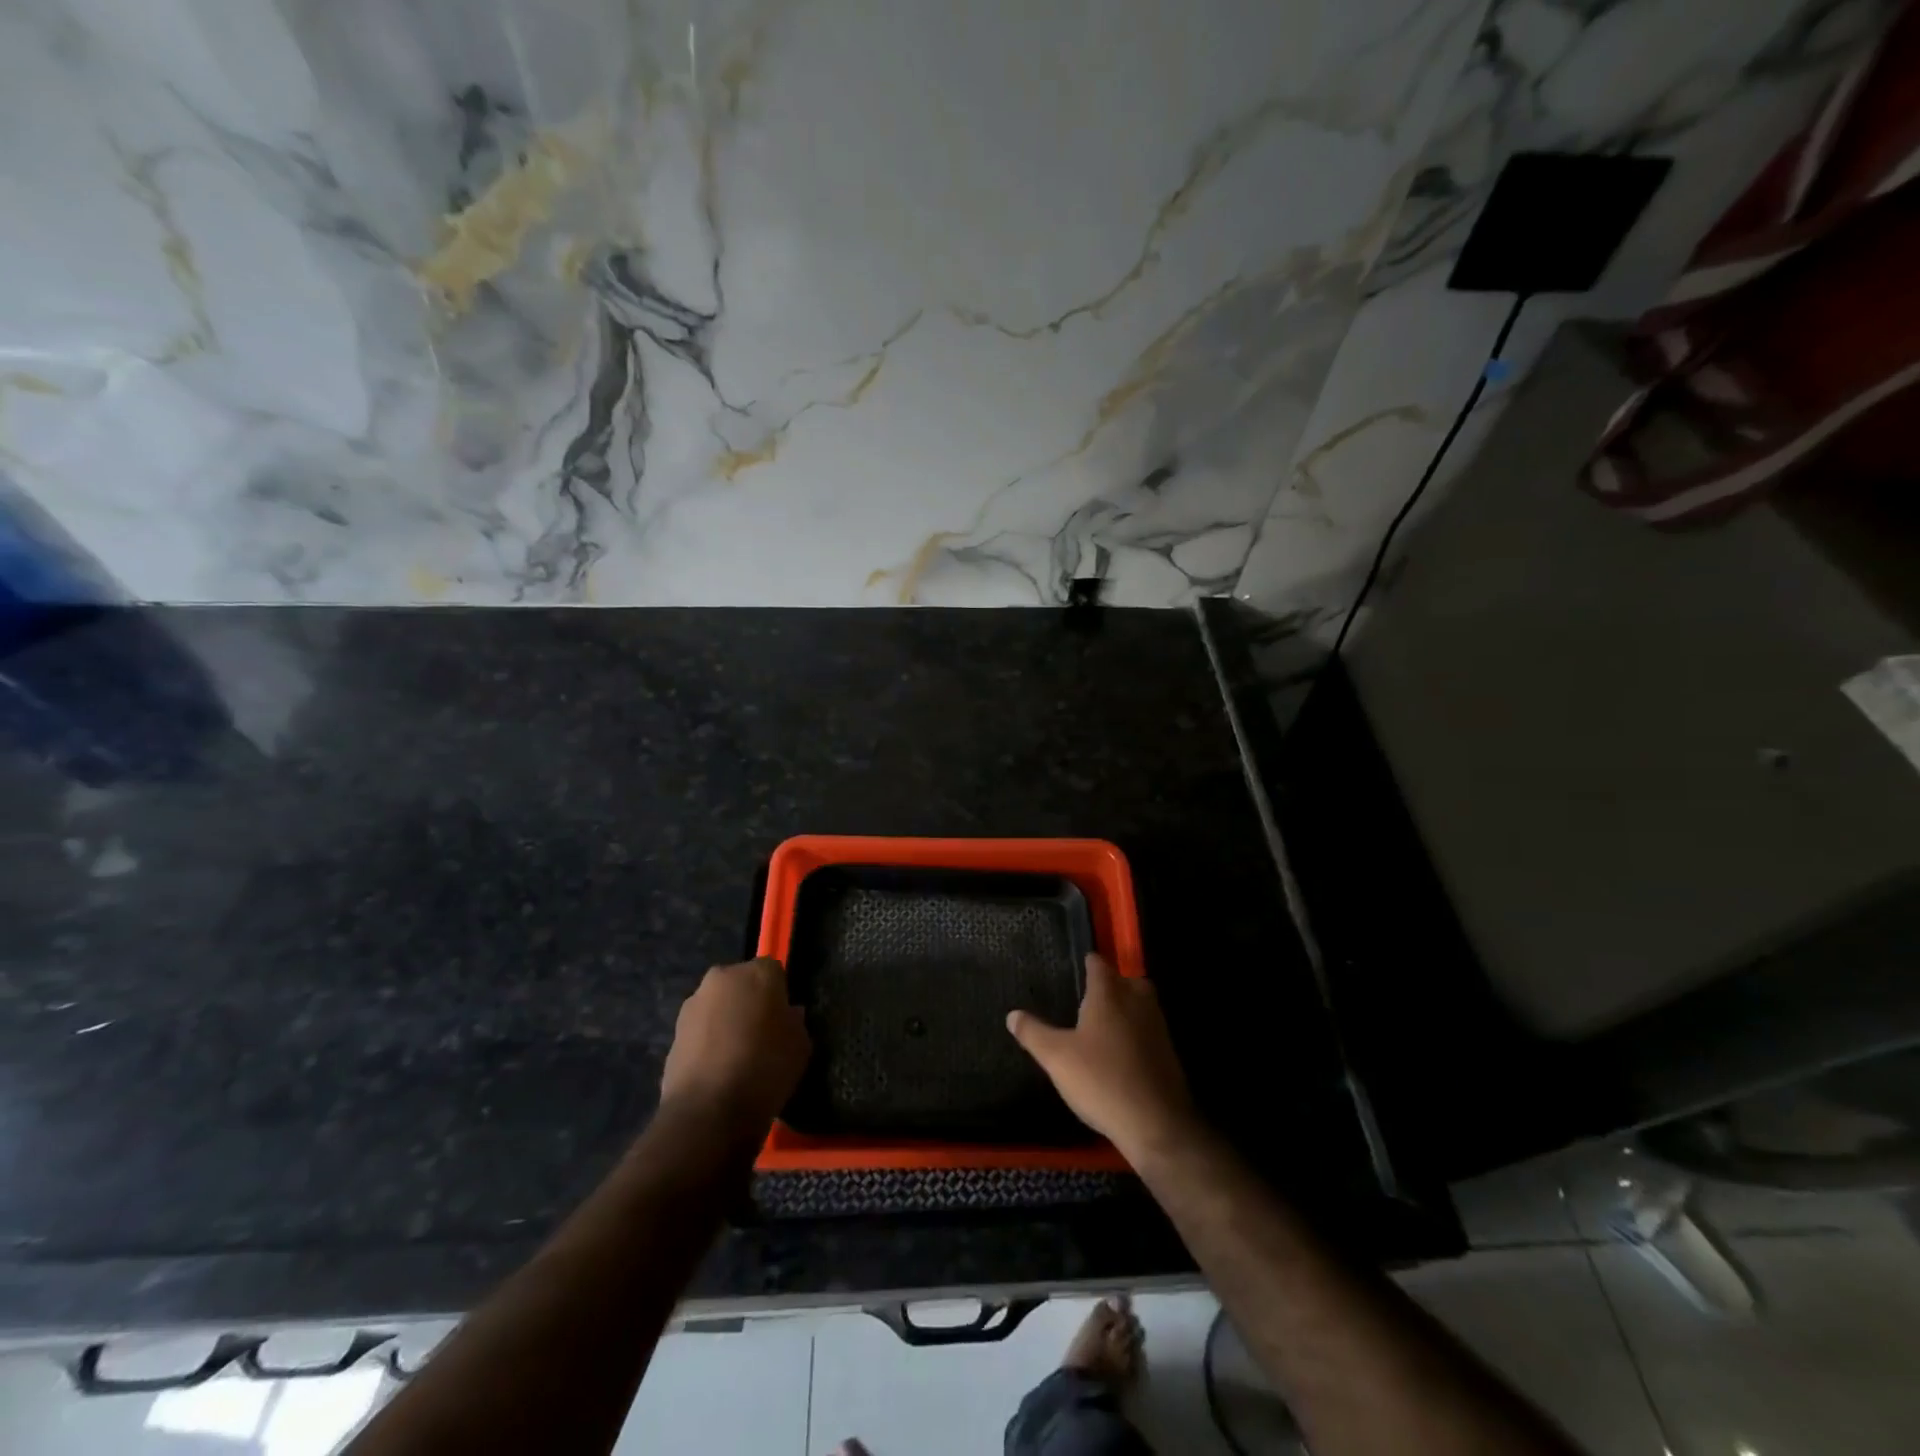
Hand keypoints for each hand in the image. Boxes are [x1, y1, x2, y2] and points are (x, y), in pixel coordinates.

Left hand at [660, 958, 810, 1131]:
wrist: (708, 1112)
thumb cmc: (765, 1068)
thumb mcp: (800, 1045)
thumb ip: (794, 1022)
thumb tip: (787, 1015)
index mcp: (758, 972)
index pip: (774, 972)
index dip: (780, 995)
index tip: (783, 1020)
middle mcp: (722, 978)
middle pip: (742, 984)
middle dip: (750, 1002)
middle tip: (761, 1034)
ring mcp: (693, 1004)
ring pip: (718, 1006)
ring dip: (726, 1021)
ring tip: (737, 1056)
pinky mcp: (673, 1032)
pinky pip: (701, 1031)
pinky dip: (709, 1042)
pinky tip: (717, 1070)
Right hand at [1007, 954, 1197, 1160]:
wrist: (1156, 1124)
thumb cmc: (1101, 1080)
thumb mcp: (1056, 1058)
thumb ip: (1034, 1033)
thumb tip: (1012, 1014)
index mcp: (1109, 995)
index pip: (1099, 965)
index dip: (1088, 963)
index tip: (1079, 964)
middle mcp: (1137, 1003)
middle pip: (1128, 980)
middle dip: (1114, 982)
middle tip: (1094, 994)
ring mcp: (1157, 1028)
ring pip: (1143, 1004)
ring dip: (1129, 1006)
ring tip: (1106, 1022)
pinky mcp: (1169, 1054)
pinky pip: (1151, 1031)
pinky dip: (1138, 1033)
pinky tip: (1123, 1052)